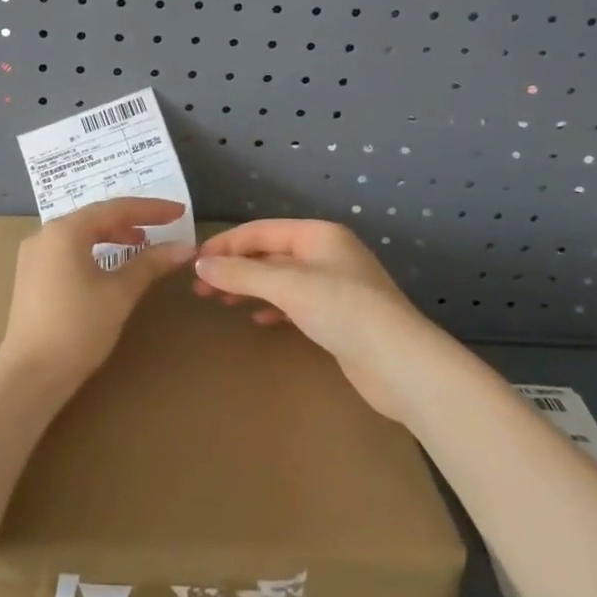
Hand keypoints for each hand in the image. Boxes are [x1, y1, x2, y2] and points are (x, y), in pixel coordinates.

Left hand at [0, 198, 196, 394]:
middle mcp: (45, 234)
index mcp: (65, 230)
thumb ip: (150, 263)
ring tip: (140, 244)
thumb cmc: (78, 328)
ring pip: (80, 234)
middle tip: (163, 227)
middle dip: (131, 220)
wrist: (31, 374)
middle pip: (95, 217)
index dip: (150, 209)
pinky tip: (109, 265)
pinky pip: (68, 250)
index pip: (115, 208)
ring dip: (112, 236)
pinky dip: (93, 250)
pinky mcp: (31, 275)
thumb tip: (184, 247)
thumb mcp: (119, 293)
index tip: (178, 211)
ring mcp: (34, 255)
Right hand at [194, 219, 435, 414]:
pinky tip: (258, 320)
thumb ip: (241, 273)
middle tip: (201, 288)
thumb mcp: (286, 286)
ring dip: (250, 287)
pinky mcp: (339, 316)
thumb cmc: (343, 311)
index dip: (225, 244)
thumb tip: (200, 265)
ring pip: (280, 279)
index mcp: (317, 234)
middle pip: (269, 254)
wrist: (402, 365)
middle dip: (234, 268)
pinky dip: (272, 307)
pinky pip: (294, 302)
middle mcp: (326, 253)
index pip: (260, 231)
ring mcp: (334, 285)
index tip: (194, 263)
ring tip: (222, 301)